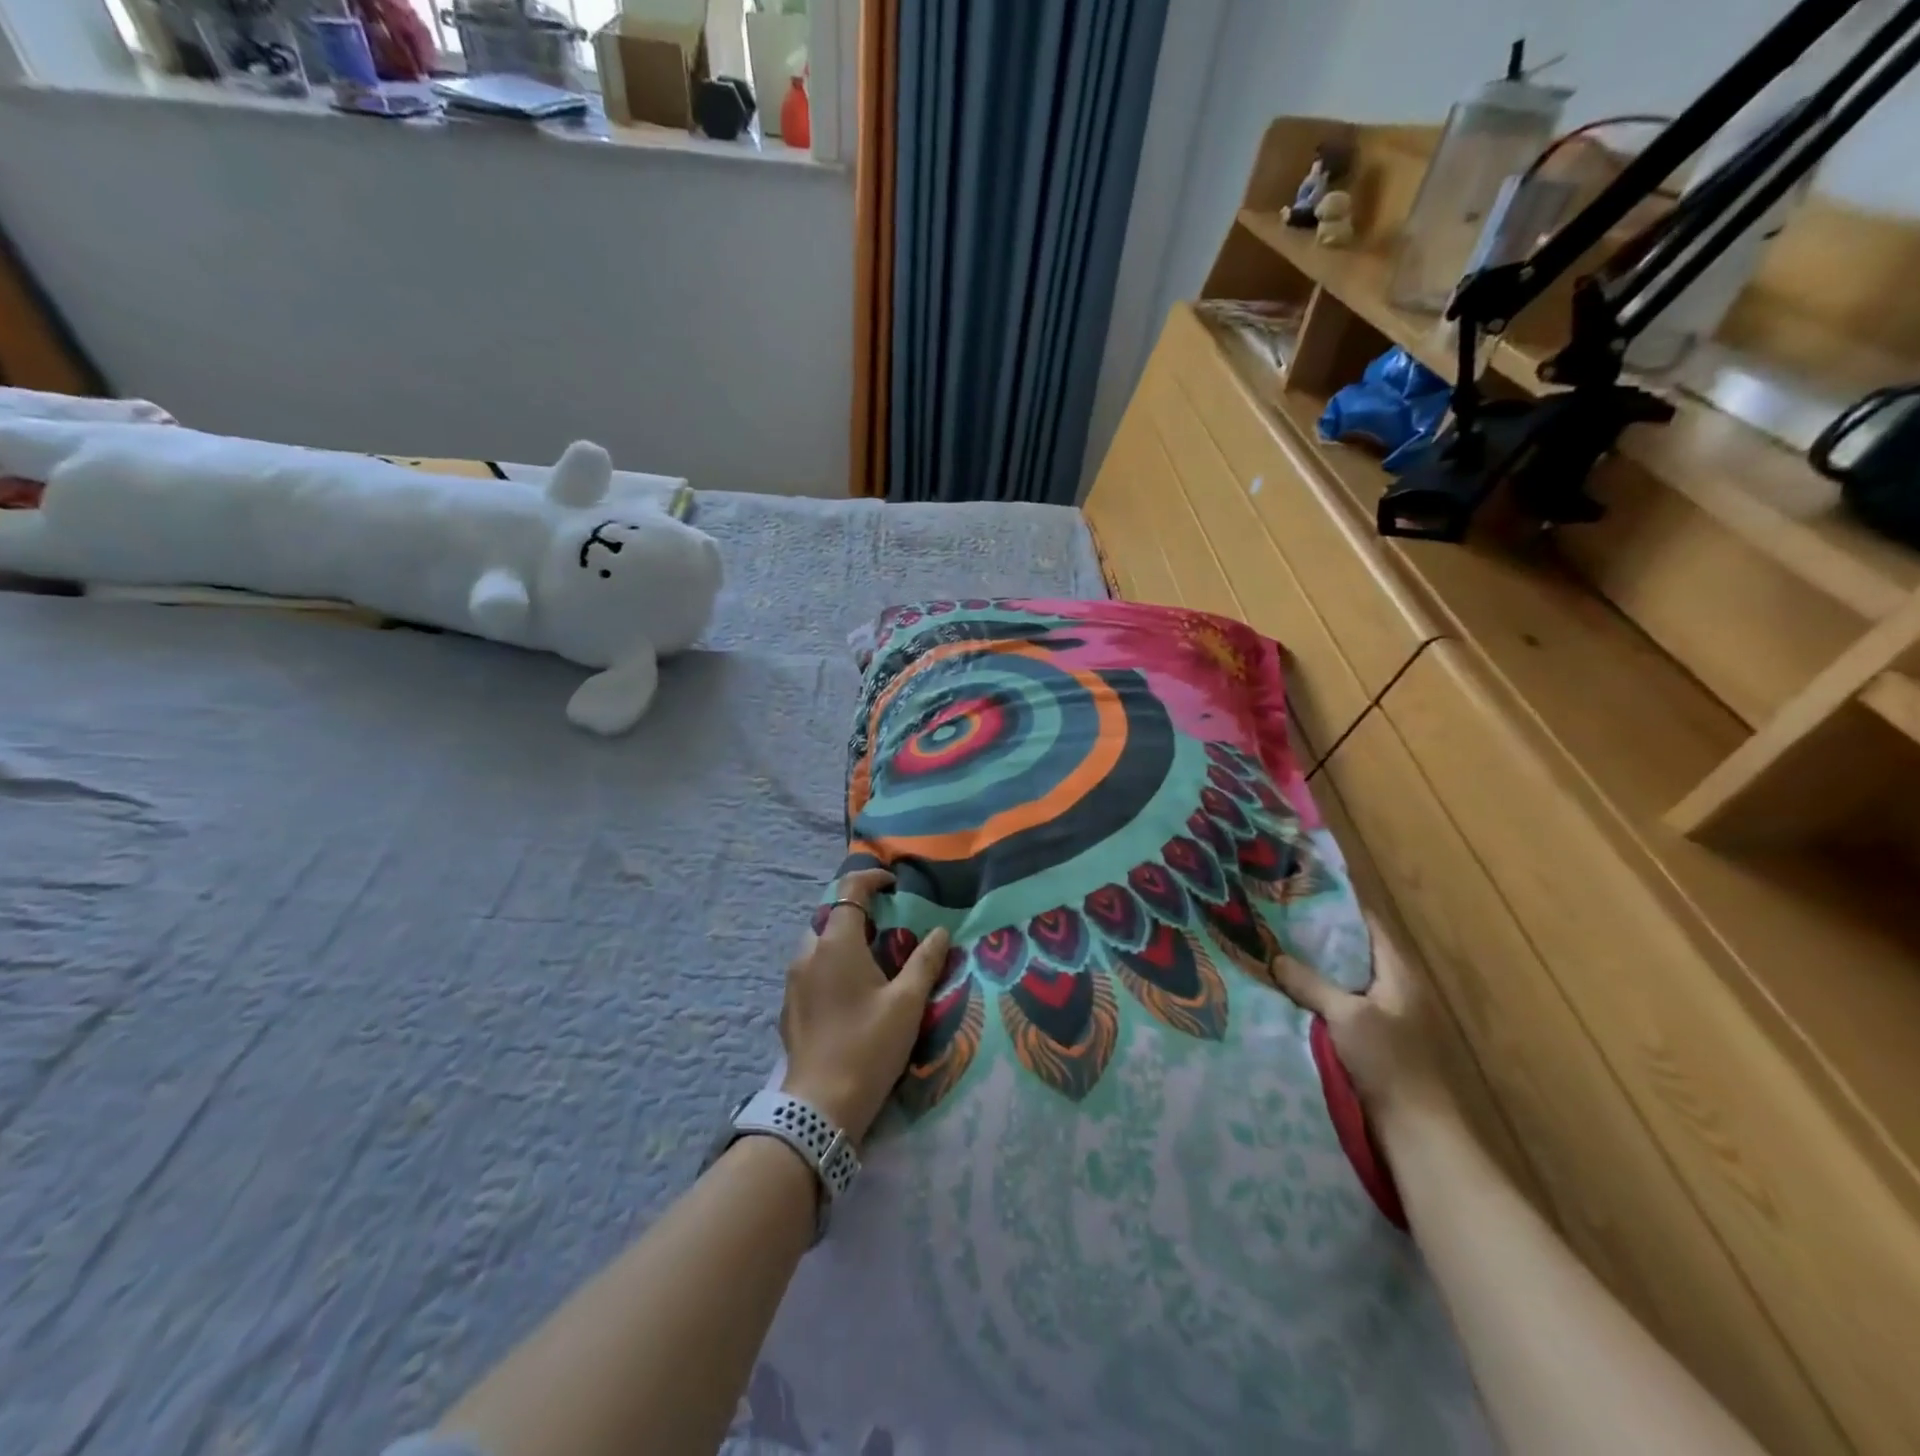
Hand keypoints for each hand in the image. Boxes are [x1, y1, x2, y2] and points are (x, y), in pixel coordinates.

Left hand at [779, 868, 950, 1143]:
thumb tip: (939, 931)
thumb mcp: (907, 1003)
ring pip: (819, 945)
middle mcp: (808, 953)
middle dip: (858, 914)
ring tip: (872, 963)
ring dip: (843, 942)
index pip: (850, 890)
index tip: (894, 885)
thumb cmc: (869, 1046)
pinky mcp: (789, 1007)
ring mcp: (793, 981)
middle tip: (888, 930)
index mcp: (836, 943)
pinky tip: (850, 995)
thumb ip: (925, 961)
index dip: (872, 879)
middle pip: (832, 916)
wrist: (820, 1107)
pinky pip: (810, 971)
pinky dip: (830, 967)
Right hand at [1267, 911, 1452, 1129]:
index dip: (1338, 907)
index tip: (1300, 892)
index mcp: (1399, 974)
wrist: (1415, 1131)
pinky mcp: (1372, 1044)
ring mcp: (1385, 1018)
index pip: (1369, 925)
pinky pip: (1339, 1010)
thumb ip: (1311, 984)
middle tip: (1275, 921)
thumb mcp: (1347, 1015)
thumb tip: (1276, 957)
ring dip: (1314, 972)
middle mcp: (1395, 990)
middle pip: (1353, 953)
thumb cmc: (1389, 1063)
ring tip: (1272, 953)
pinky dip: (1316, 1001)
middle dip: (1317, 939)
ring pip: (1343, 983)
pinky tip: (1285, 997)